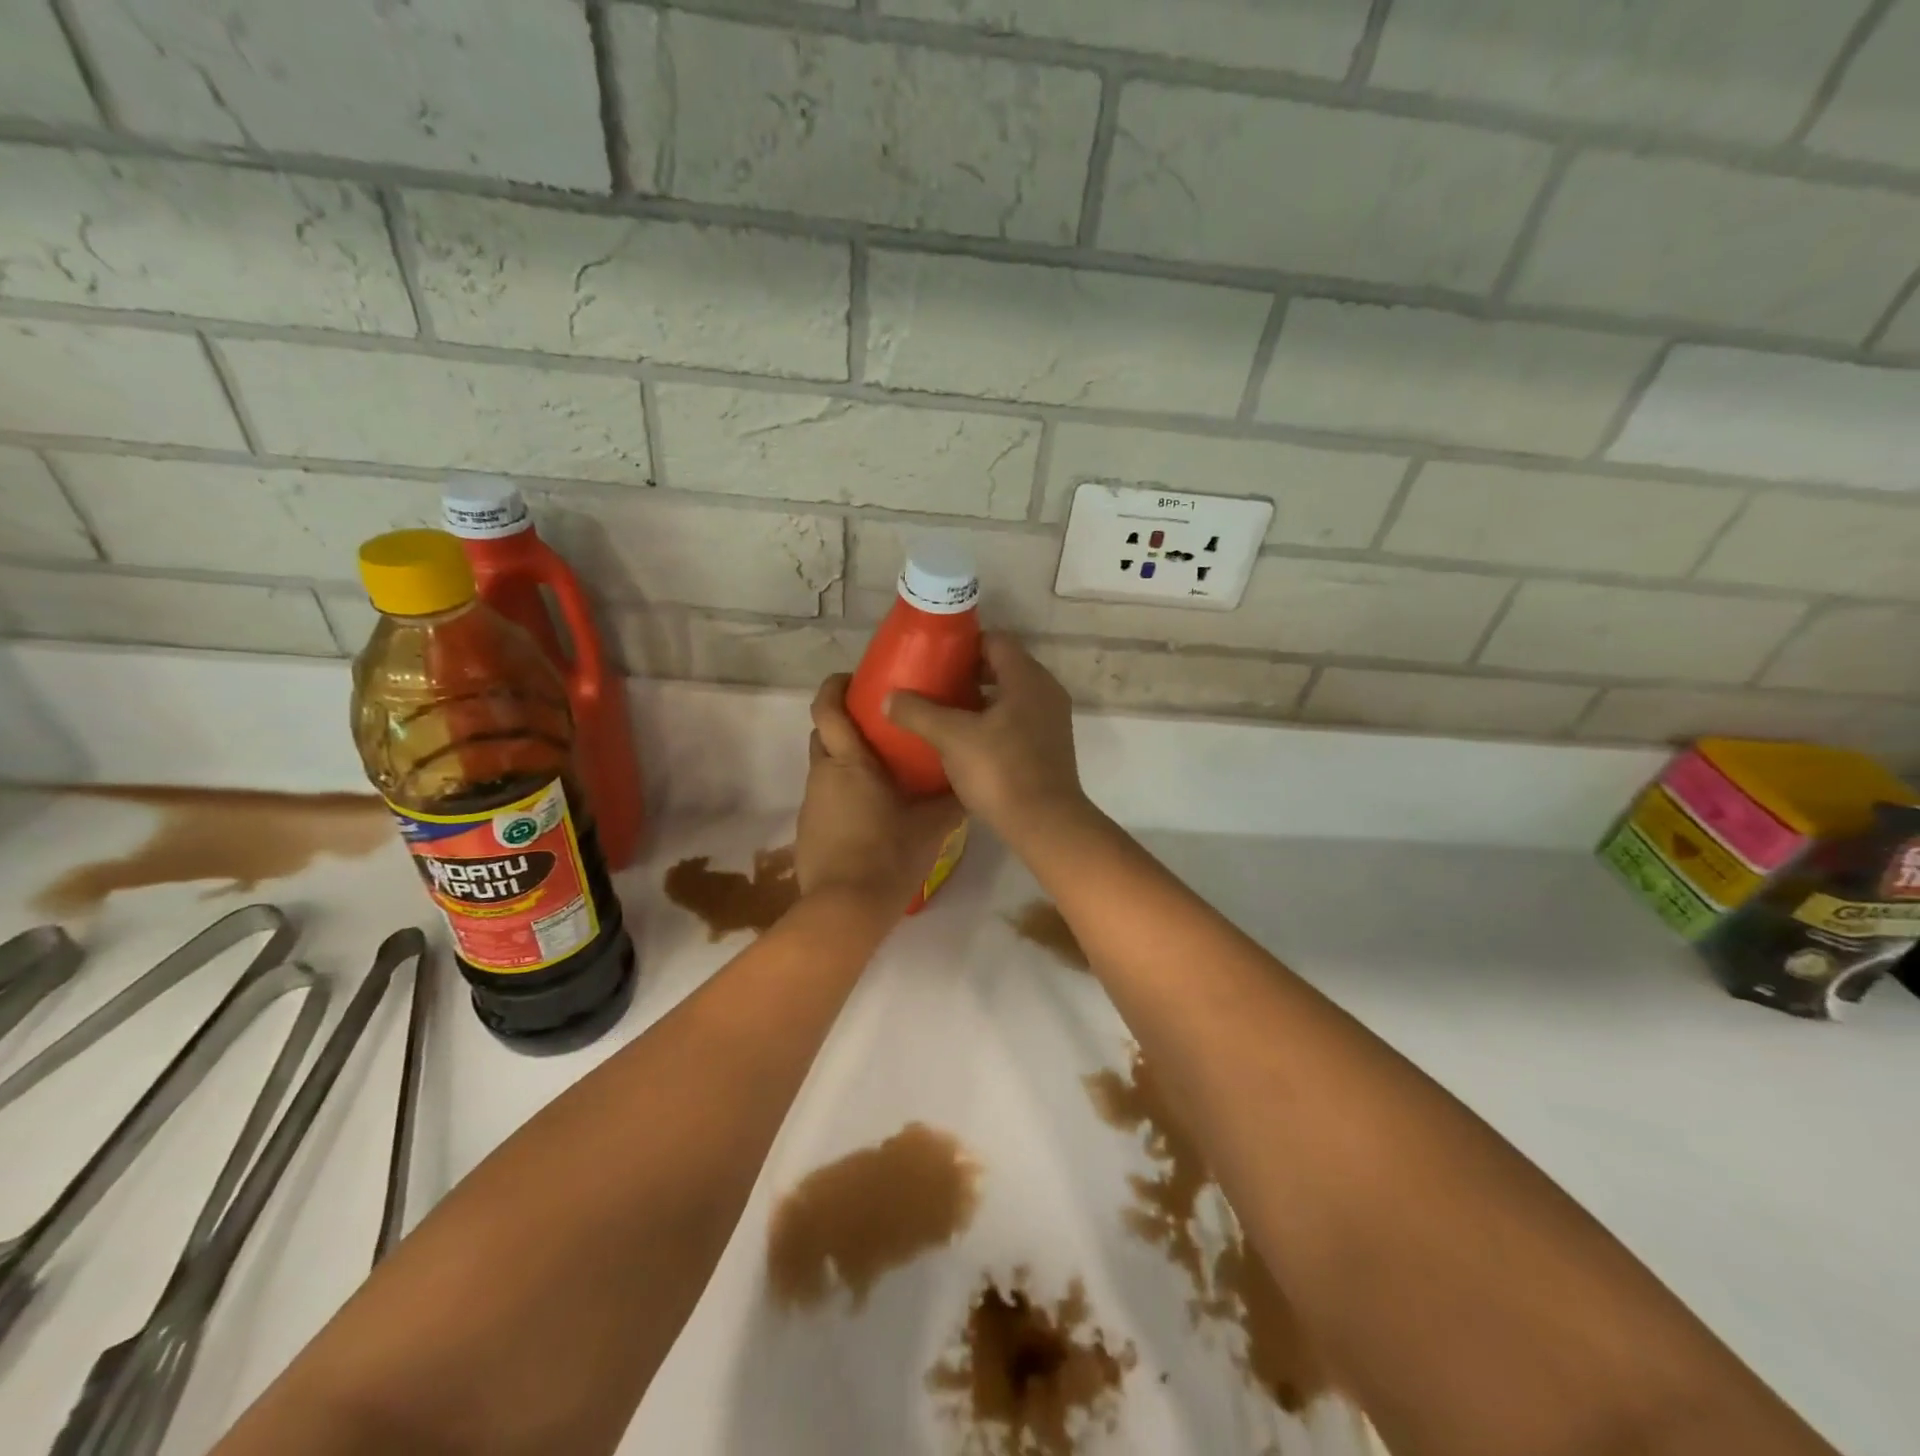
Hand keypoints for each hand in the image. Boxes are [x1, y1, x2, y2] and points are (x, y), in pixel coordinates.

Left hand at [796, 675, 963, 909]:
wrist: (845, 910)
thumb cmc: (888, 856)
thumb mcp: (931, 827)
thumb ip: (951, 801)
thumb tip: (971, 782)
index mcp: (849, 763)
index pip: (827, 708)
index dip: (835, 686)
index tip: (854, 678)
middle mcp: (823, 775)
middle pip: (824, 734)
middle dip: (845, 724)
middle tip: (880, 727)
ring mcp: (811, 804)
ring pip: (825, 768)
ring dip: (847, 762)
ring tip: (883, 773)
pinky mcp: (808, 830)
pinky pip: (825, 798)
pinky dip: (843, 794)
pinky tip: (870, 813)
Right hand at [883, 634, 1089, 840]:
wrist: (1045, 824)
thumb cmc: (1000, 771)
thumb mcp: (951, 737)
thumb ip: (918, 712)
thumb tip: (889, 697)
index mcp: (1027, 678)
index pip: (995, 641)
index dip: (963, 644)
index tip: (934, 657)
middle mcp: (1045, 691)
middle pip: (1002, 667)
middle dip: (967, 674)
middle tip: (933, 684)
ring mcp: (1051, 720)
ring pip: (1009, 696)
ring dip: (978, 700)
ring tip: (943, 712)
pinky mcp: (1049, 747)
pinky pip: (1017, 720)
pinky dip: (992, 722)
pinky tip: (965, 740)